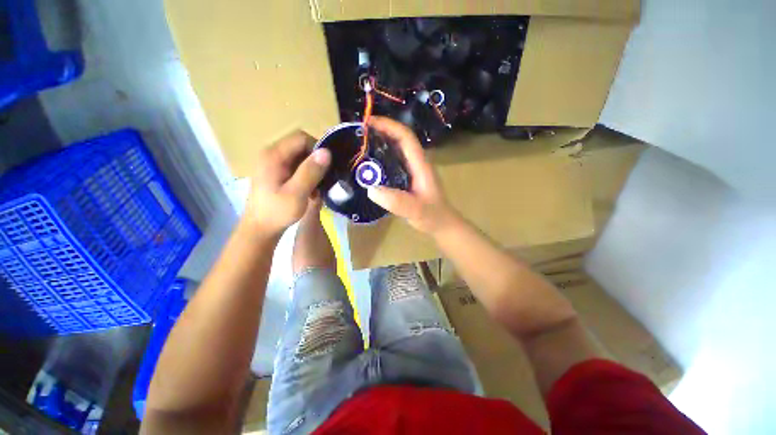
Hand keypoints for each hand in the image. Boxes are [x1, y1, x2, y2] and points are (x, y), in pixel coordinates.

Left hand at [244, 131, 330, 237]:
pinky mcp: (277, 172)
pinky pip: (297, 166)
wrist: (260, 229)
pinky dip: (307, 175)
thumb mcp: (297, 193)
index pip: (301, 138)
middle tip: (325, 178)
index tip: (328, 166)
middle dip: (316, 161)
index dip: (318, 148)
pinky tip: (311, 190)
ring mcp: (274, 163)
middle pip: (301, 146)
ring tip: (319, 187)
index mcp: (274, 155)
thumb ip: (310, 172)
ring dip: (313, 170)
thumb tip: (327, 152)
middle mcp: (272, 154)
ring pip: (301, 157)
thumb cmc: (277, 212)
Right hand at [366, 116, 457, 234]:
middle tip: (359, 134)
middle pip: (400, 139)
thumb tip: (371, 189)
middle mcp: (417, 163)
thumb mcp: (416, 210)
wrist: (442, 224)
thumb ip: (397, 202)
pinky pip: (394, 163)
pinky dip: (381, 159)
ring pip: (396, 150)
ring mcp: (413, 170)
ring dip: (380, 144)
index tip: (368, 122)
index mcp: (420, 164)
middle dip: (381, 131)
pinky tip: (370, 166)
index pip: (406, 137)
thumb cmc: (433, 216)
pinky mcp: (408, 178)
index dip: (388, 126)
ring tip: (360, 146)